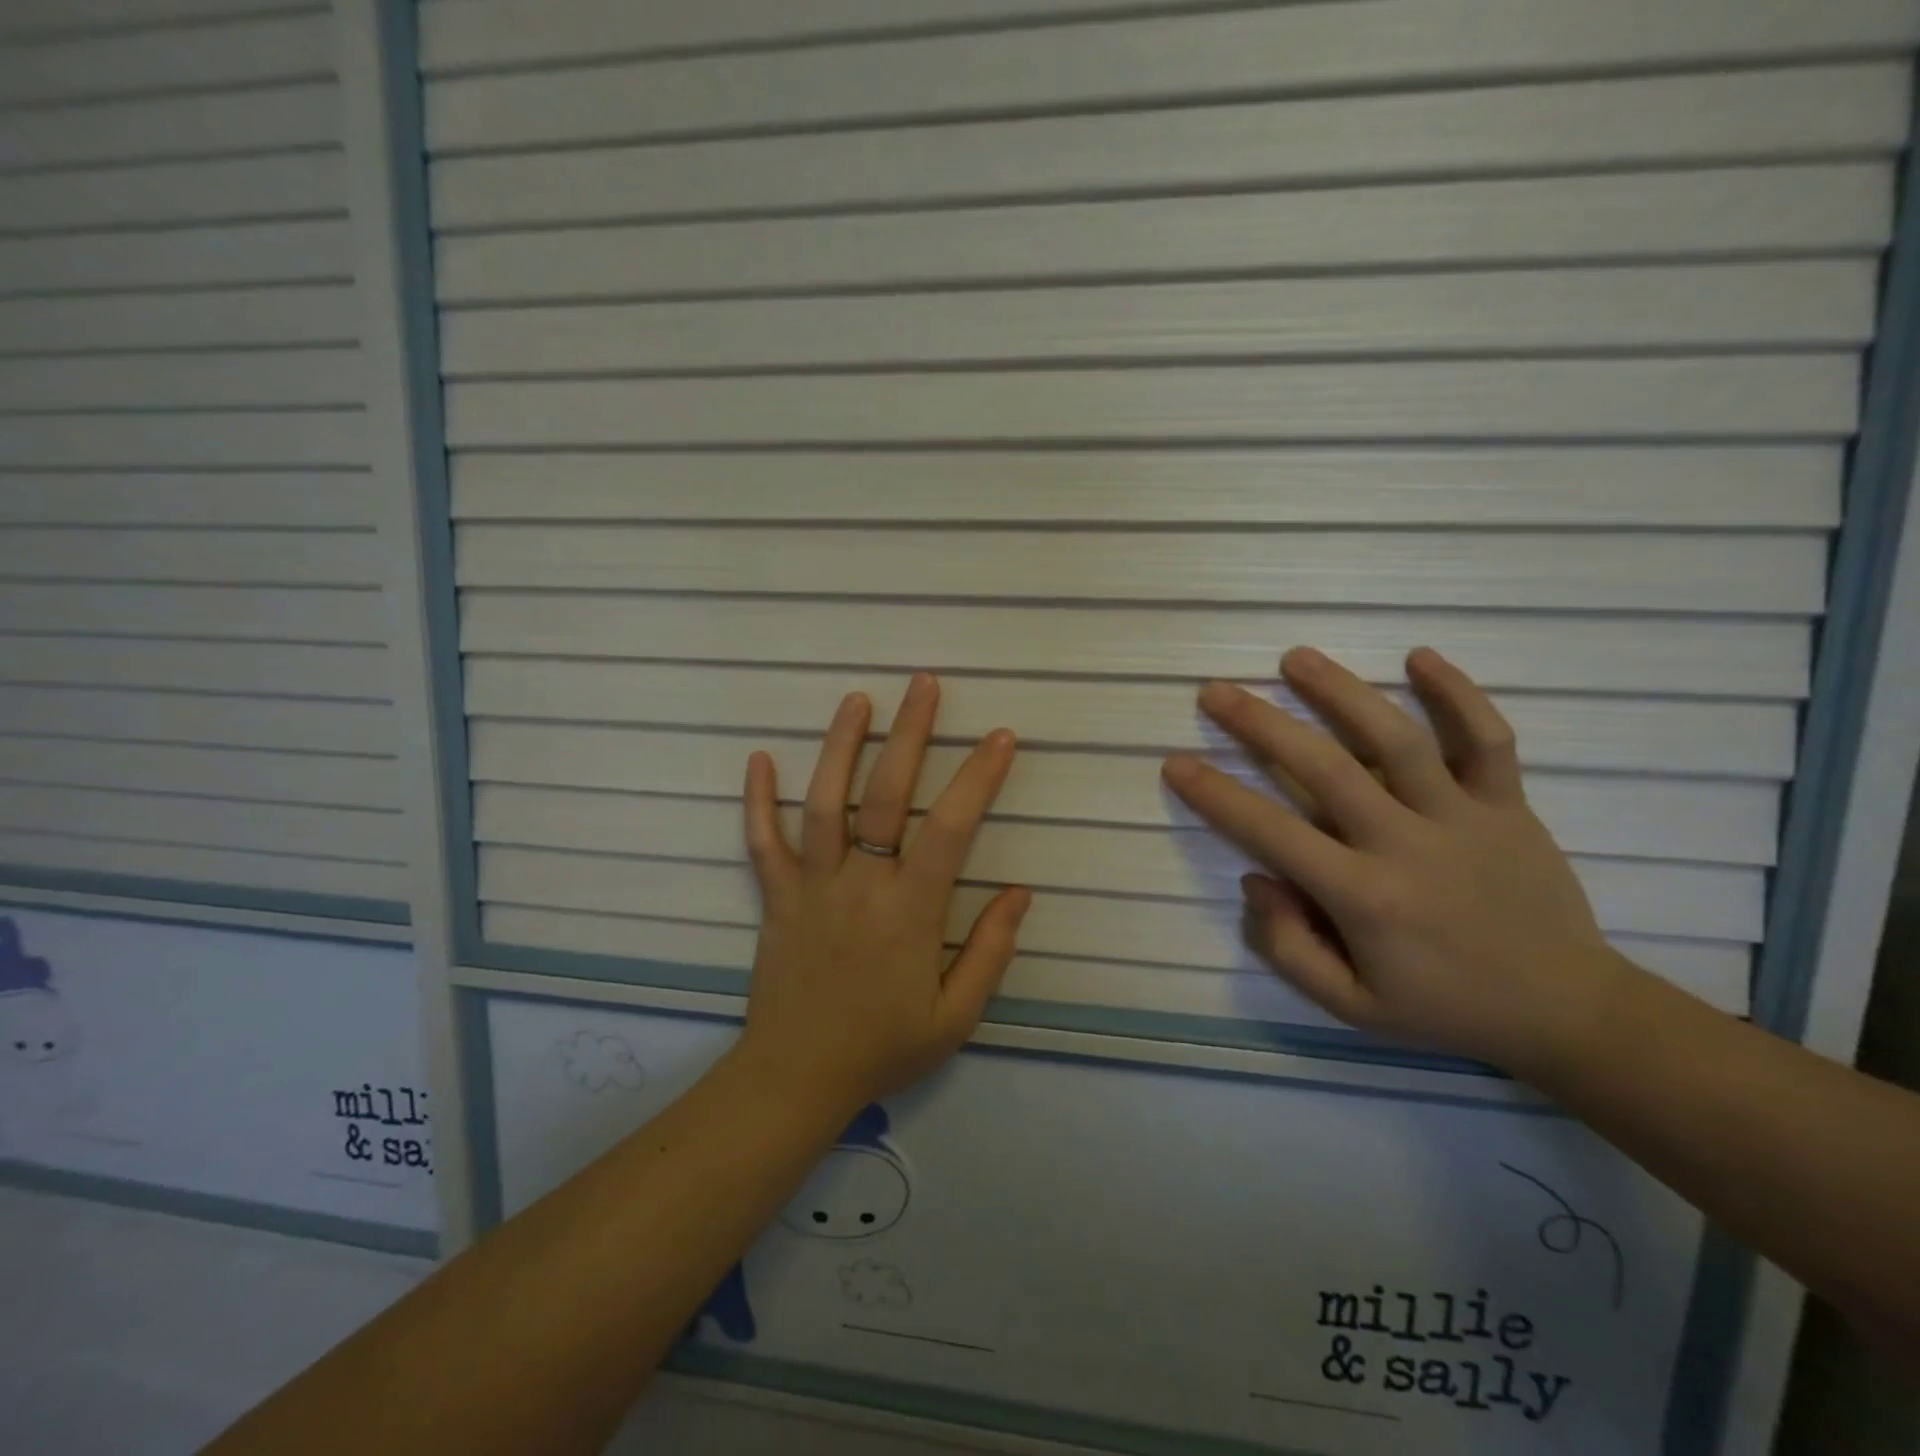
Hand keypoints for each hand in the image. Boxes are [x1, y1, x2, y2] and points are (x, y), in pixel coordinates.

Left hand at [735, 674, 1031, 1115]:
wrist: (796, 1078)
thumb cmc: (882, 1047)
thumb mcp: (955, 1015)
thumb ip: (991, 951)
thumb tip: (1019, 892)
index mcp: (910, 911)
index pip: (949, 828)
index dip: (977, 778)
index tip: (1000, 737)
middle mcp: (860, 884)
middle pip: (884, 796)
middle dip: (909, 734)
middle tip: (924, 685)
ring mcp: (812, 886)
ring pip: (823, 804)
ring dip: (840, 747)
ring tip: (856, 700)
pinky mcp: (776, 897)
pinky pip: (763, 843)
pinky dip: (758, 801)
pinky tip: (759, 759)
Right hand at [1162, 647, 1639, 1074]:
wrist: (1566, 1009)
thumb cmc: (1443, 1008)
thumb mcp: (1351, 1006)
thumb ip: (1289, 947)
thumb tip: (1254, 879)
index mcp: (1364, 897)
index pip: (1271, 832)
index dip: (1216, 795)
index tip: (1176, 762)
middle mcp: (1407, 844)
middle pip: (1325, 768)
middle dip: (1261, 725)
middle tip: (1216, 691)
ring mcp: (1463, 817)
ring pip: (1398, 739)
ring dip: (1342, 692)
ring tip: (1295, 657)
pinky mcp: (1509, 804)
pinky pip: (1488, 739)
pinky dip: (1458, 694)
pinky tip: (1419, 657)